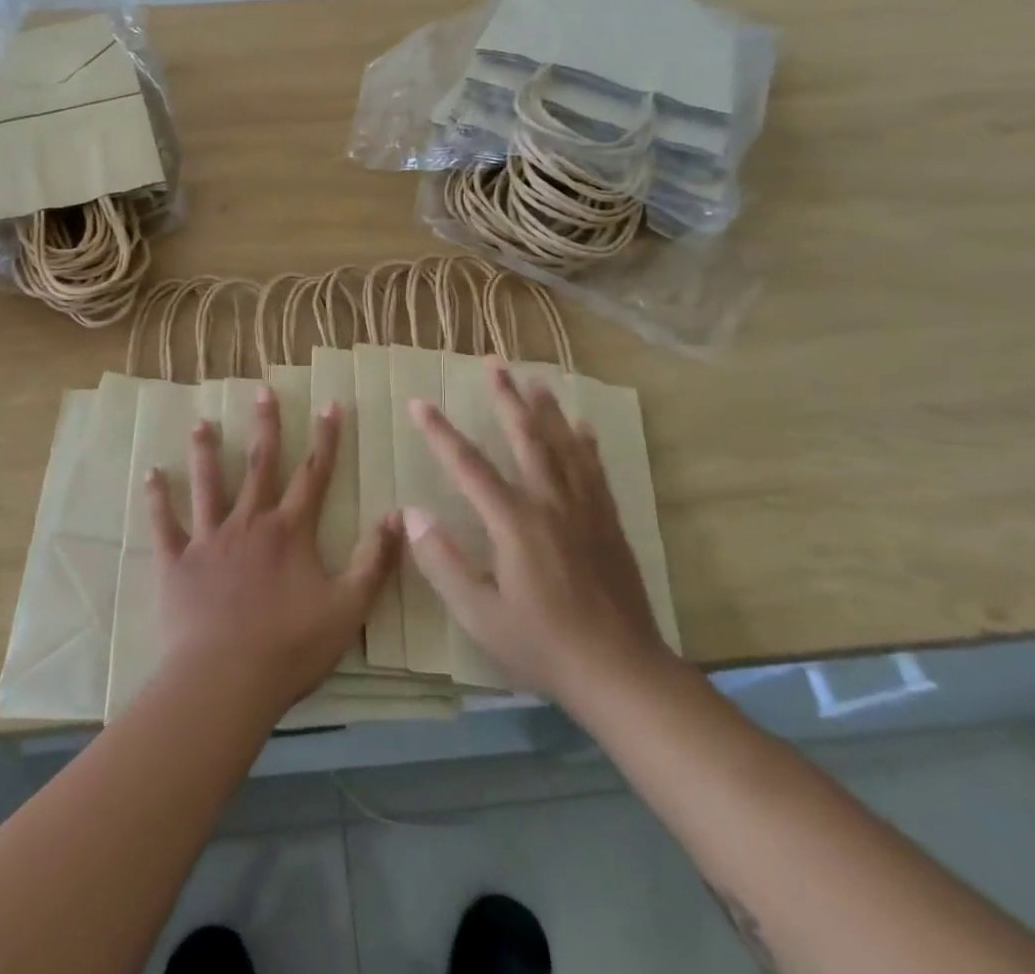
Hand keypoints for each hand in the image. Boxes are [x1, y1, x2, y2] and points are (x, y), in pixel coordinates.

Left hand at [146, 387, 400, 715]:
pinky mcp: (177, 562)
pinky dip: (158, 498)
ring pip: (208, 484)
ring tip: (201, 422)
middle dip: (265, 425)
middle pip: (260, 465)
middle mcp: (249, 523)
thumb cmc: (290, 648)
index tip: (330, 404)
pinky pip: (165, 523)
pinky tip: (152, 473)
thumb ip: (373, 561)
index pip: (313, 474)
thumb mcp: (348, 608)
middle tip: (262, 389)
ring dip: (207, 451)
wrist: (224, 681)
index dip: (326, 438)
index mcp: (290, 531)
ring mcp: (209, 539)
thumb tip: (398, 516)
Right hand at [403, 363, 670, 703]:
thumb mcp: (480, 615)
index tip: (419, 403)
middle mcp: (550, 502)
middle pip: (525, 437)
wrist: (622, 672)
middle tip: (494, 362)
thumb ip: (442, 562)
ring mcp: (584, 510)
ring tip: (536, 380)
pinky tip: (583, 428)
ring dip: (546, 410)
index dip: (440, 433)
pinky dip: (585, 444)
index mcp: (515, 522)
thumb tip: (413, 514)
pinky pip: (595, 470)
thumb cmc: (542, 645)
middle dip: (506, 397)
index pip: (468, 466)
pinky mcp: (608, 523)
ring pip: (563, 445)